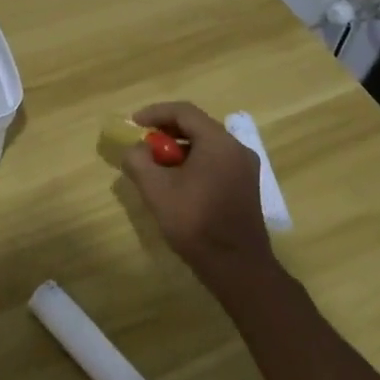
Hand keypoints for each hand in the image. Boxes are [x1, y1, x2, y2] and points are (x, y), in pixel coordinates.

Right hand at [120, 102, 276, 295]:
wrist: (237, 267)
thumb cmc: (195, 223)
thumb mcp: (156, 190)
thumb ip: (139, 161)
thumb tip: (135, 149)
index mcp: (218, 142)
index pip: (184, 112)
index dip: (156, 113)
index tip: (133, 123)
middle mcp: (237, 148)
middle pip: (197, 126)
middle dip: (167, 131)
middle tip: (144, 144)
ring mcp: (245, 168)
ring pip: (207, 145)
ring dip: (180, 148)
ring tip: (157, 165)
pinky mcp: (246, 187)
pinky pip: (216, 161)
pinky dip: (194, 162)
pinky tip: (178, 182)